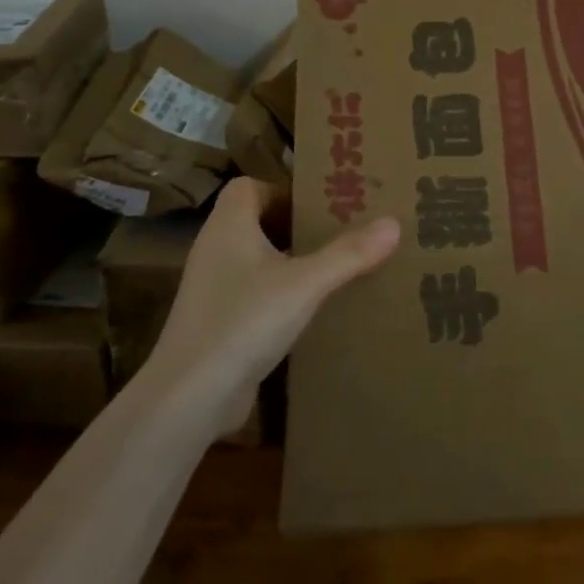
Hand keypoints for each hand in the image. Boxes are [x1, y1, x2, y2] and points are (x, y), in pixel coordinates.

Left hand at [148, 179, 400, 433]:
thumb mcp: (306, 284)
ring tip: (332, 270)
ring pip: (255, 261)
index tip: (320, 205)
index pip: (248, 187)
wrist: (190, 397)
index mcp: (229, 226)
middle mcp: (215, 250)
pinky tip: (309, 313)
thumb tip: (394, 223)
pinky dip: (278, 296)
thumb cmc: (244, 321)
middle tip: (338, 233)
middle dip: (295, 226)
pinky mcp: (216, 324)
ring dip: (289, 262)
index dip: (282, 190)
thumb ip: (349, 254)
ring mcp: (212, 290)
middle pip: (255, 222)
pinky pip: (252, 296)